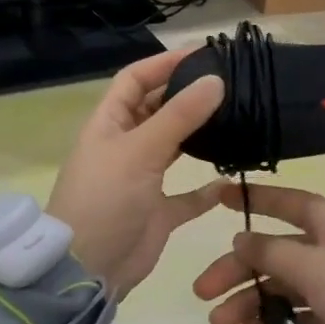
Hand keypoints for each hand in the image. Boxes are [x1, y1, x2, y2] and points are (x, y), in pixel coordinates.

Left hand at [46, 47, 227, 298]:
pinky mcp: (157, 212)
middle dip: (187, 95)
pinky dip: (205, 190)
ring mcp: (141, 180)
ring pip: (174, 148)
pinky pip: (186, 196)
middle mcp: (125, 146)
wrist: (88, 269)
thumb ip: (179, 116)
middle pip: (157, 110)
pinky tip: (230, 181)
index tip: (204, 54)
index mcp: (109, 124)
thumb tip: (216, 80)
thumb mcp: (140, 151)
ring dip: (199, 136)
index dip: (164, 64)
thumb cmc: (106, 199)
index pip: (135, 80)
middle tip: (230, 85)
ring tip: (236, 120)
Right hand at [192, 184, 324, 323]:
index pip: (286, 202)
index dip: (251, 200)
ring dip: (253, 301)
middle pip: (276, 251)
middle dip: (239, 270)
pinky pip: (303, 314)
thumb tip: (241, 238)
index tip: (216, 198)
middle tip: (202, 292)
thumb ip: (271, 252)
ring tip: (221, 323)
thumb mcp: (314, 267)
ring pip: (286, 286)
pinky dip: (279, 321)